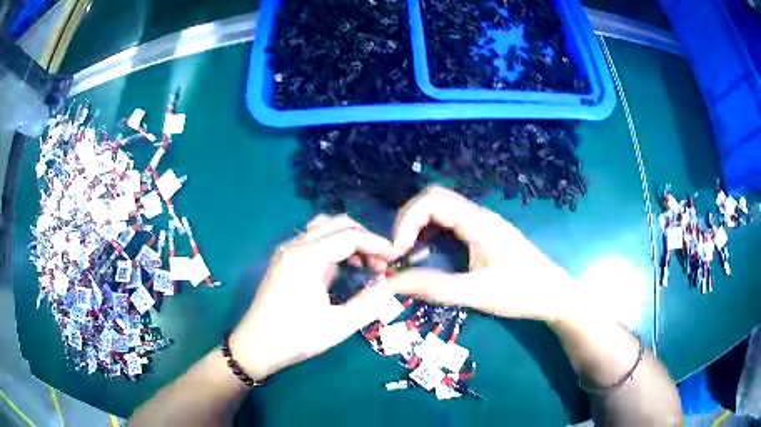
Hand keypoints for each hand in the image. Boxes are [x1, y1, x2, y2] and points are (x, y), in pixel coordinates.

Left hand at [230, 214, 400, 379]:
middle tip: (382, 264)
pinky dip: (335, 246)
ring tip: (366, 265)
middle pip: (338, 224)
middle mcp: (295, 245)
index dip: (378, 244)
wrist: (256, 346)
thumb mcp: (339, 325)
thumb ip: (371, 301)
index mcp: (306, 258)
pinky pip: (315, 239)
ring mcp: (287, 250)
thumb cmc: (296, 337)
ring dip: (349, 239)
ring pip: (325, 227)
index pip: (350, 236)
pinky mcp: (285, 258)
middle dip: (365, 239)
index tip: (398, 258)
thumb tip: (395, 283)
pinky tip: (344, 268)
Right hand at [384, 185, 577, 321]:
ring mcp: (481, 222)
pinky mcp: (483, 232)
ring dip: (418, 225)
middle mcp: (478, 215)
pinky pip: (450, 222)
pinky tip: (426, 253)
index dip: (406, 220)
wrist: (553, 295)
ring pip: (440, 209)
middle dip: (408, 220)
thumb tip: (390, 283)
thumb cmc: (520, 293)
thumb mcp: (475, 294)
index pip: (432, 200)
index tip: (397, 251)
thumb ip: (433, 287)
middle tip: (397, 251)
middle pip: (433, 198)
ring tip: (407, 253)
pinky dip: (431, 233)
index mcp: (478, 223)